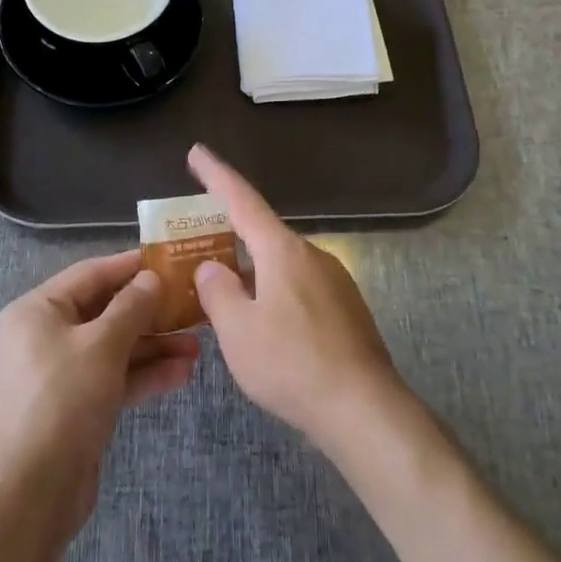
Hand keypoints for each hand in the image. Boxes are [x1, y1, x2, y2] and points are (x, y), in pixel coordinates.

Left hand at [0, 251, 199, 537]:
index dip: (130, 266)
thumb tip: (151, 278)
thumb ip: (131, 307)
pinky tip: (182, 374)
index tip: (169, 259)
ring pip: (113, 348)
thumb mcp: (101, 345)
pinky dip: (143, 375)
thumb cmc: (61, 401)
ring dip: (154, 346)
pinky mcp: (75, 408)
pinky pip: (113, 379)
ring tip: (198, 345)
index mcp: (37, 311)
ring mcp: (60, 375)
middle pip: (104, 312)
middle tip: (192, 306)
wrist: (29, 494)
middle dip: (149, 313)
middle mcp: (44, 337)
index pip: (90, 274)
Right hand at [187, 145, 406, 456]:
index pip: (242, 200)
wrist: (364, 409)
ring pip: (279, 266)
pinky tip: (263, 327)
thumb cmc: (292, 364)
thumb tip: (211, 268)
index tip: (197, 152)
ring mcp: (334, 281)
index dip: (216, 176)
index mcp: (282, 251)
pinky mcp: (346, 309)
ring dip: (250, 273)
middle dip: (228, 237)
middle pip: (261, 235)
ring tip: (224, 299)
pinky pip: (298, 288)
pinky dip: (272, 293)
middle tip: (196, 248)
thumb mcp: (238, 331)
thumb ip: (217, 292)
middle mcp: (311, 255)